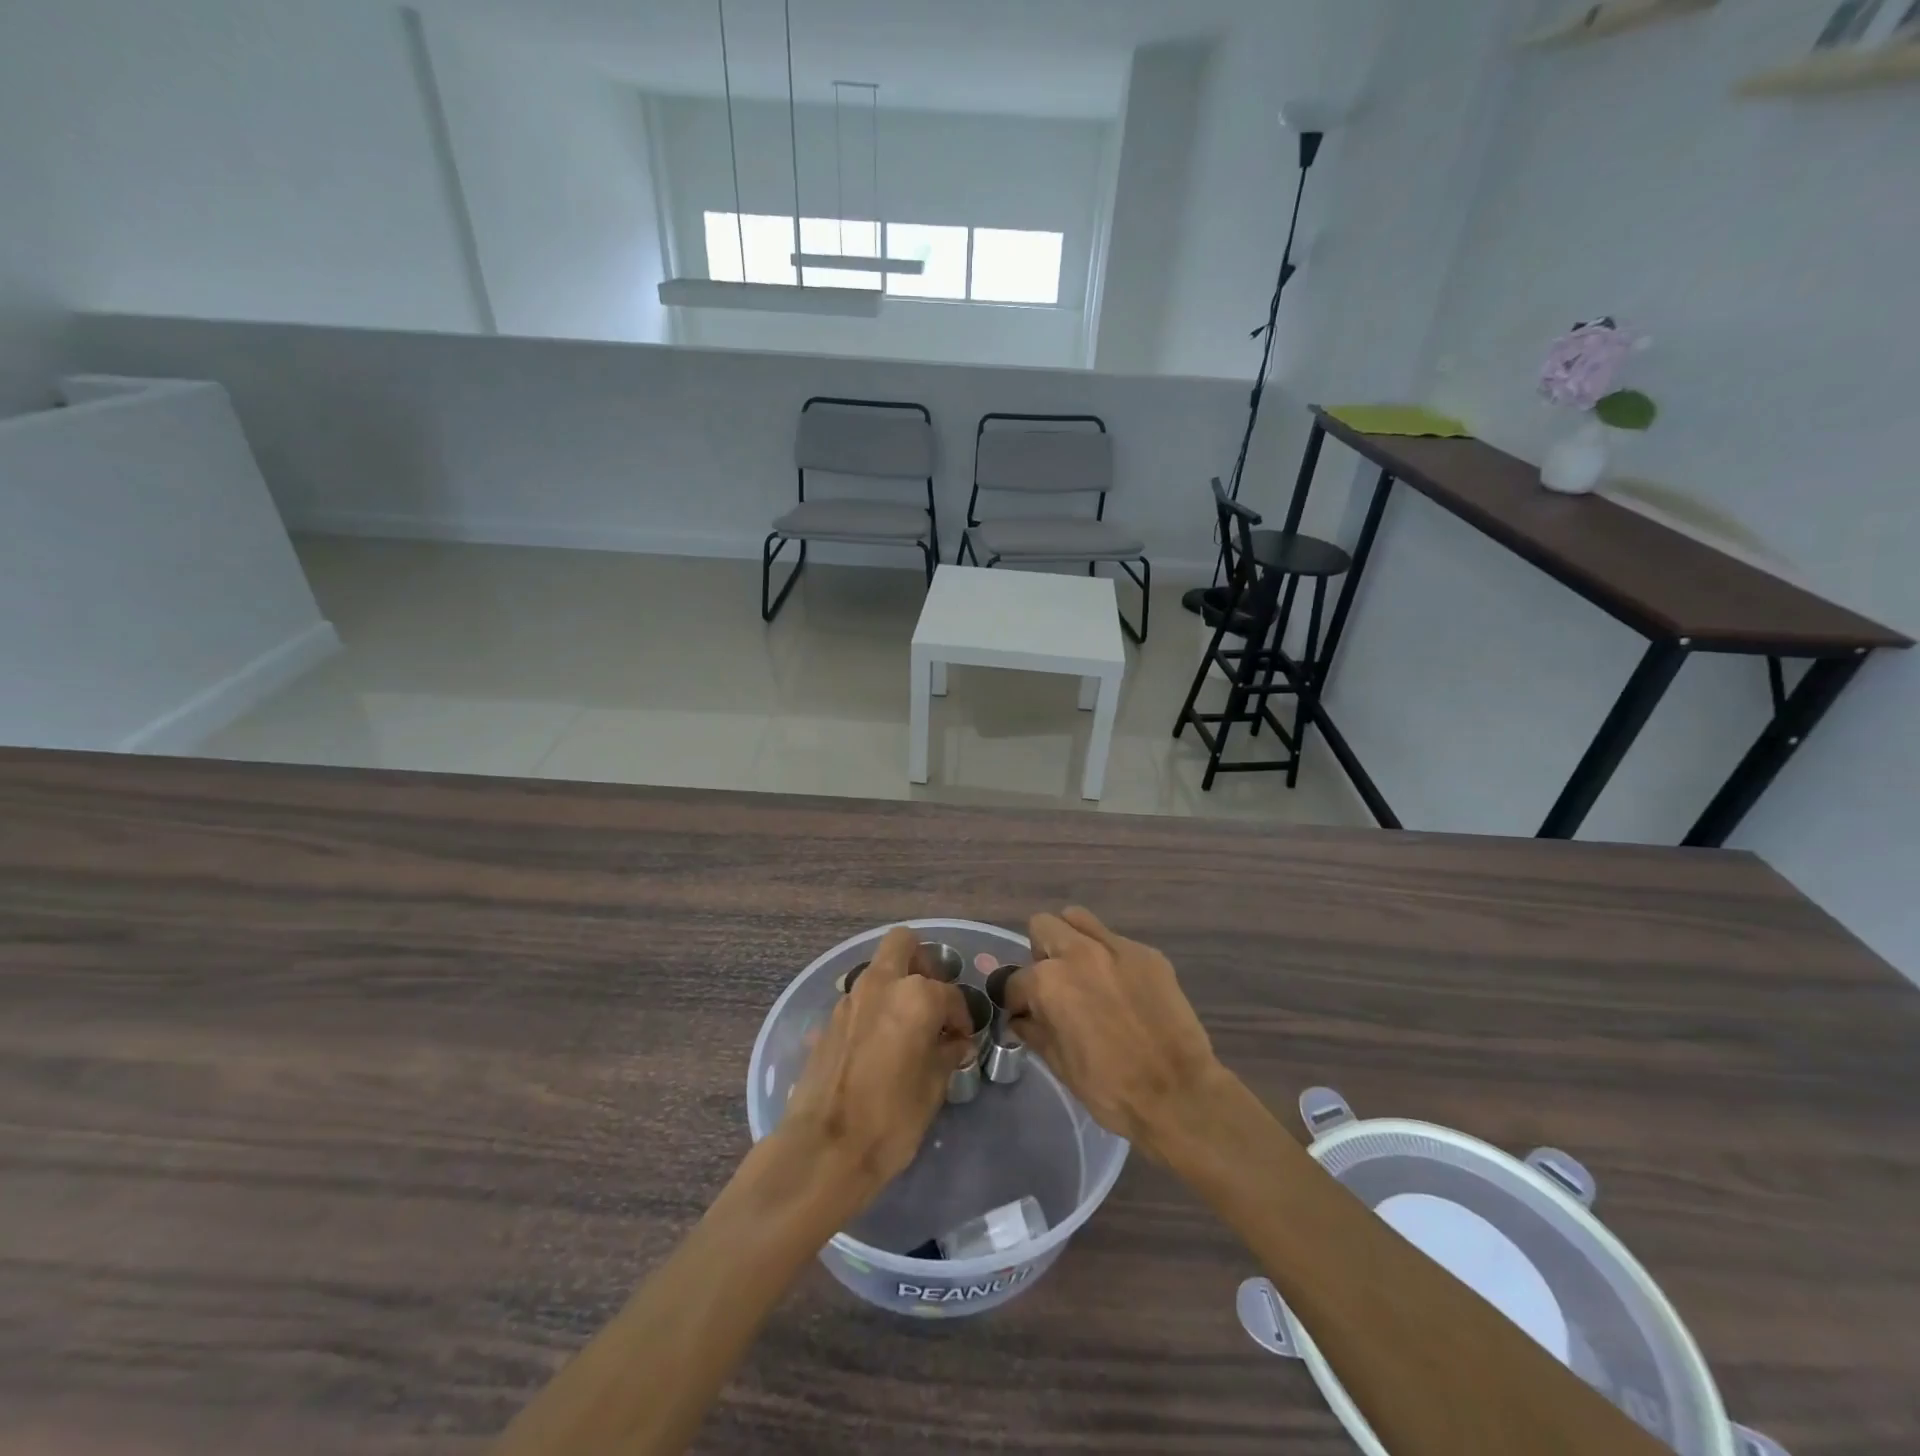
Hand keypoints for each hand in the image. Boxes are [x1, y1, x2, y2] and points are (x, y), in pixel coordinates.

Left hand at [779, 927, 974, 1205]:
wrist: (822, 1149)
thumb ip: (947, 1053)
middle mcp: (880, 984)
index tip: (963, 1040)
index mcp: (915, 996)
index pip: (950, 994)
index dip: (961, 1017)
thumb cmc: (890, 1120)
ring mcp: (849, 999)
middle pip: (904, 944)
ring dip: (896, 985)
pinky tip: (881, 1045)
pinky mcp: (828, 1020)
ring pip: (878, 970)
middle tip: (933, 1000)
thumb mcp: (933, 1088)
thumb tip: (955, 1041)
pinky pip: (859, 999)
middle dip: (923, 963)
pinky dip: (874, 1009)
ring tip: (909, 1027)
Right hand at [1004, 908, 1226, 1159]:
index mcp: (1049, 982)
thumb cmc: (1110, 1088)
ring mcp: (1116, 947)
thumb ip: (1034, 1030)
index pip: (1015, 980)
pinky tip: (1121, 990)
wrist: (1178, 1095)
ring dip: (1072, 941)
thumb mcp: (1059, 1064)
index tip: (1024, 1014)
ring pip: (1078, 919)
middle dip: (1040, 955)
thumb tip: (1021, 1018)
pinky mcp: (1148, 954)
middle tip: (1053, 986)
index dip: (1016, 1000)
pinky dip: (1109, 958)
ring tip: (1083, 974)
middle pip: (1043, 926)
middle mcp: (1078, 953)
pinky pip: (1115, 941)